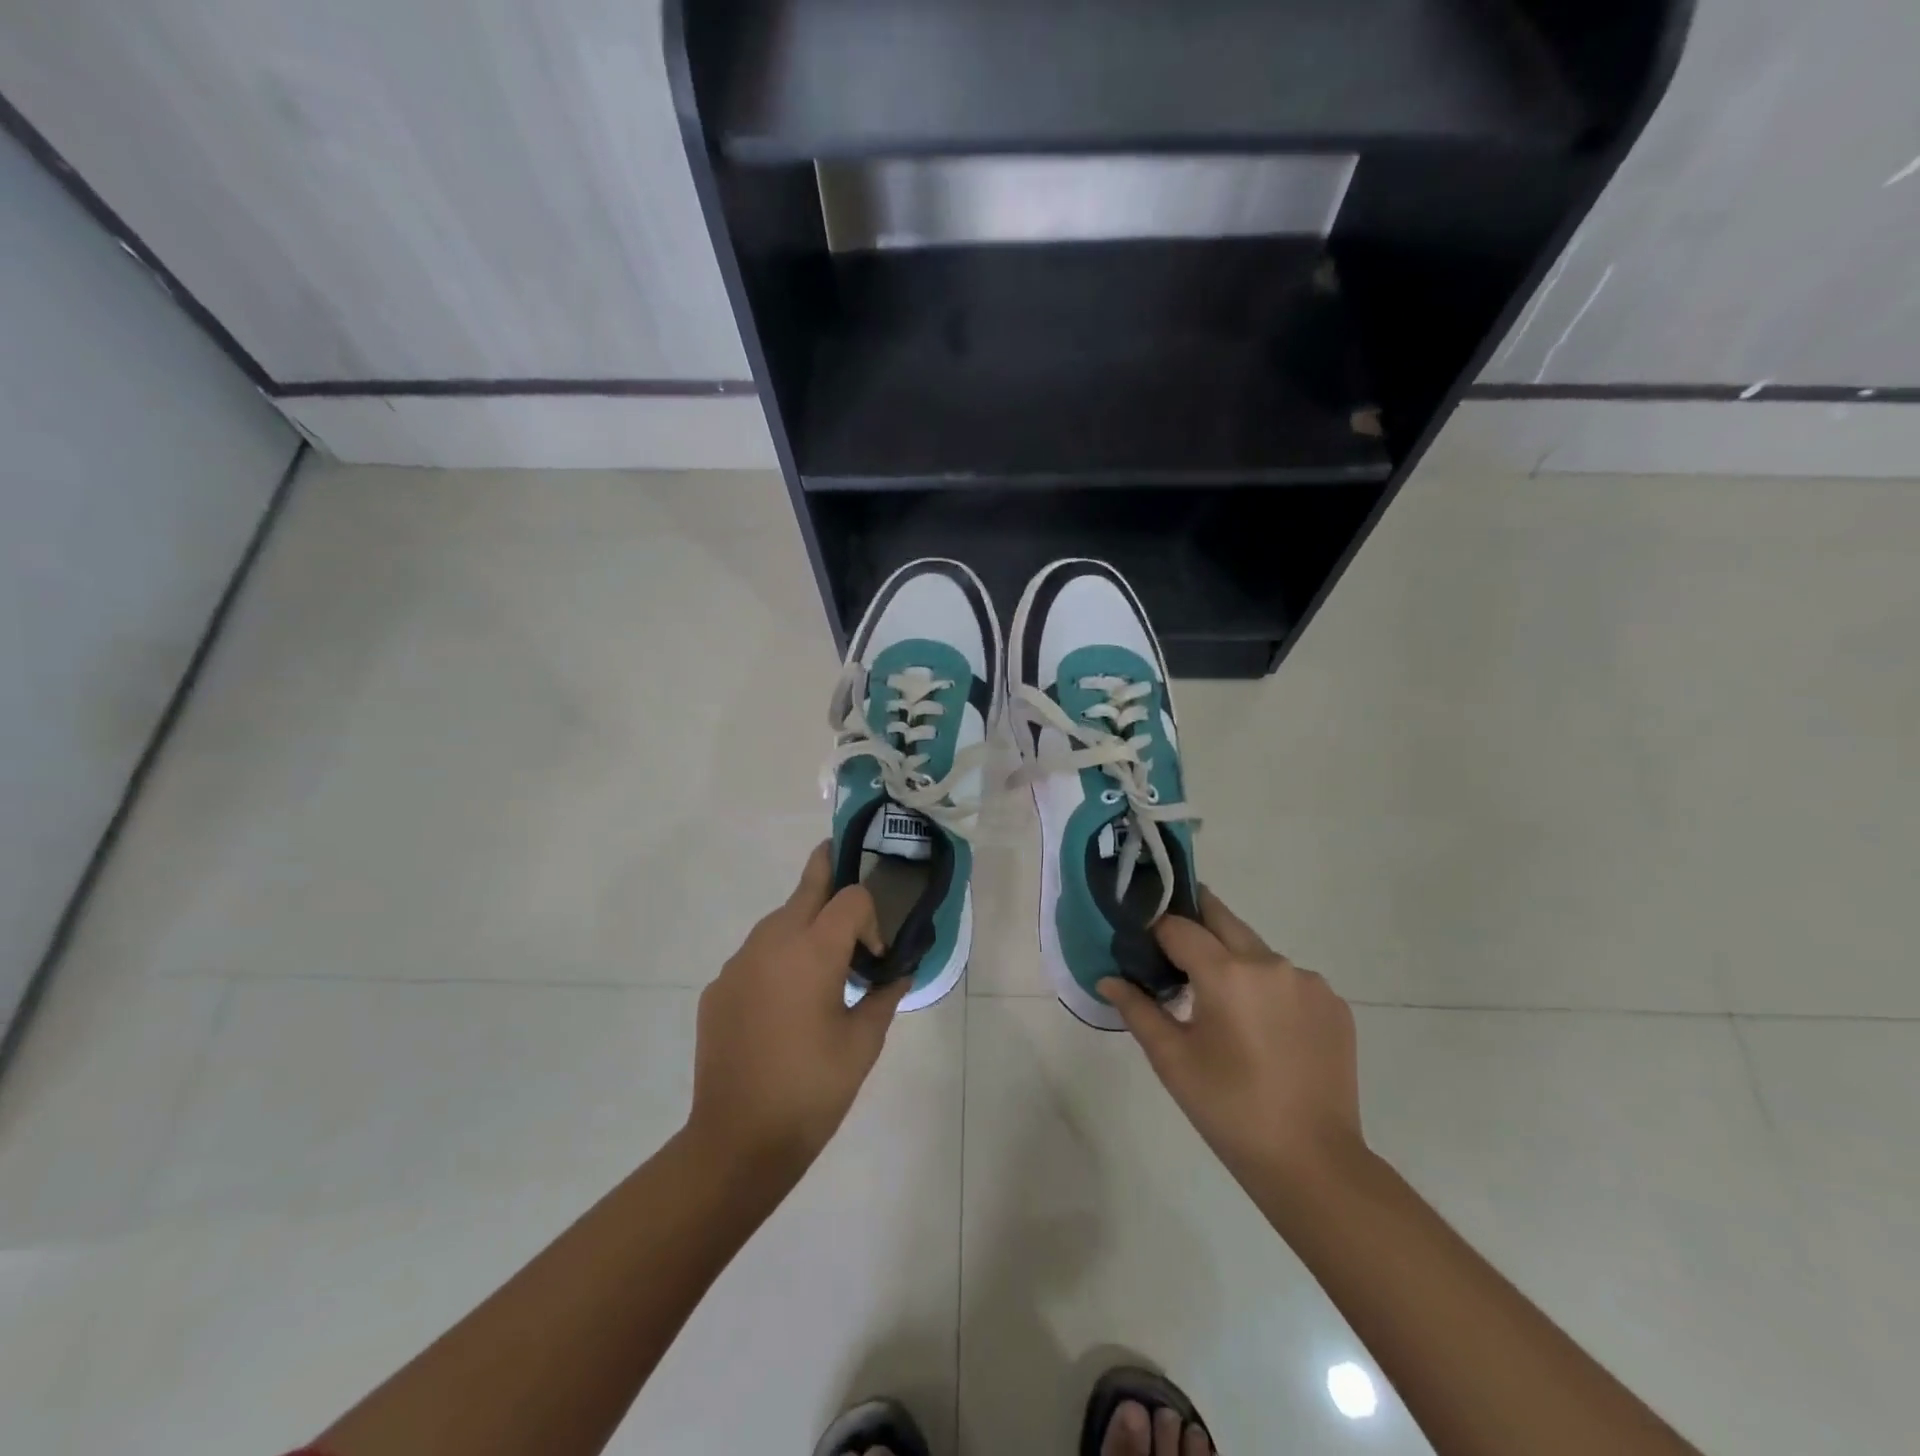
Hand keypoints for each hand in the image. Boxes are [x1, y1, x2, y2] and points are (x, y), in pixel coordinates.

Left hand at [687, 844, 907, 1180]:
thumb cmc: (812, 1089)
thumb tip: (899, 972)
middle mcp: (771, 942)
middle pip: (807, 887)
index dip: (871, 918)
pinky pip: (755, 956)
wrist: (736, 1141)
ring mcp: (738, 963)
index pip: (850, 897)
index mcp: (812, 950)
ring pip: (778, 920)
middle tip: (847, 865)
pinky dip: (776, 960)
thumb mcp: (863, 1043)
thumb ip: (884, 995)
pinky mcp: (718, 987)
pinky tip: (783, 1004)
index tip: (875, 958)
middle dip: (829, 872)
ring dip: (804, 925)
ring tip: (821, 965)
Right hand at [1100, 888, 1364, 1194]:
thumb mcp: (1172, 1060)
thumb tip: (1108, 979)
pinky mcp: (1334, 1004)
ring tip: (1222, 1002)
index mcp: (1227, 973)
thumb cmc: (1229, 1109)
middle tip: (1173, 944)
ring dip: (1234, 959)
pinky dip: (1269, 987)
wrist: (1313, 1163)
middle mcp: (1270, 963)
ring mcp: (1309, 982)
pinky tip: (1264, 1027)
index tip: (1142, 942)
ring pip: (1257, 950)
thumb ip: (1137, 1009)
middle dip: (1194, 920)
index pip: (1178, 926)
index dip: (1155, 929)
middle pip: (1222, 919)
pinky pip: (1289, 979)